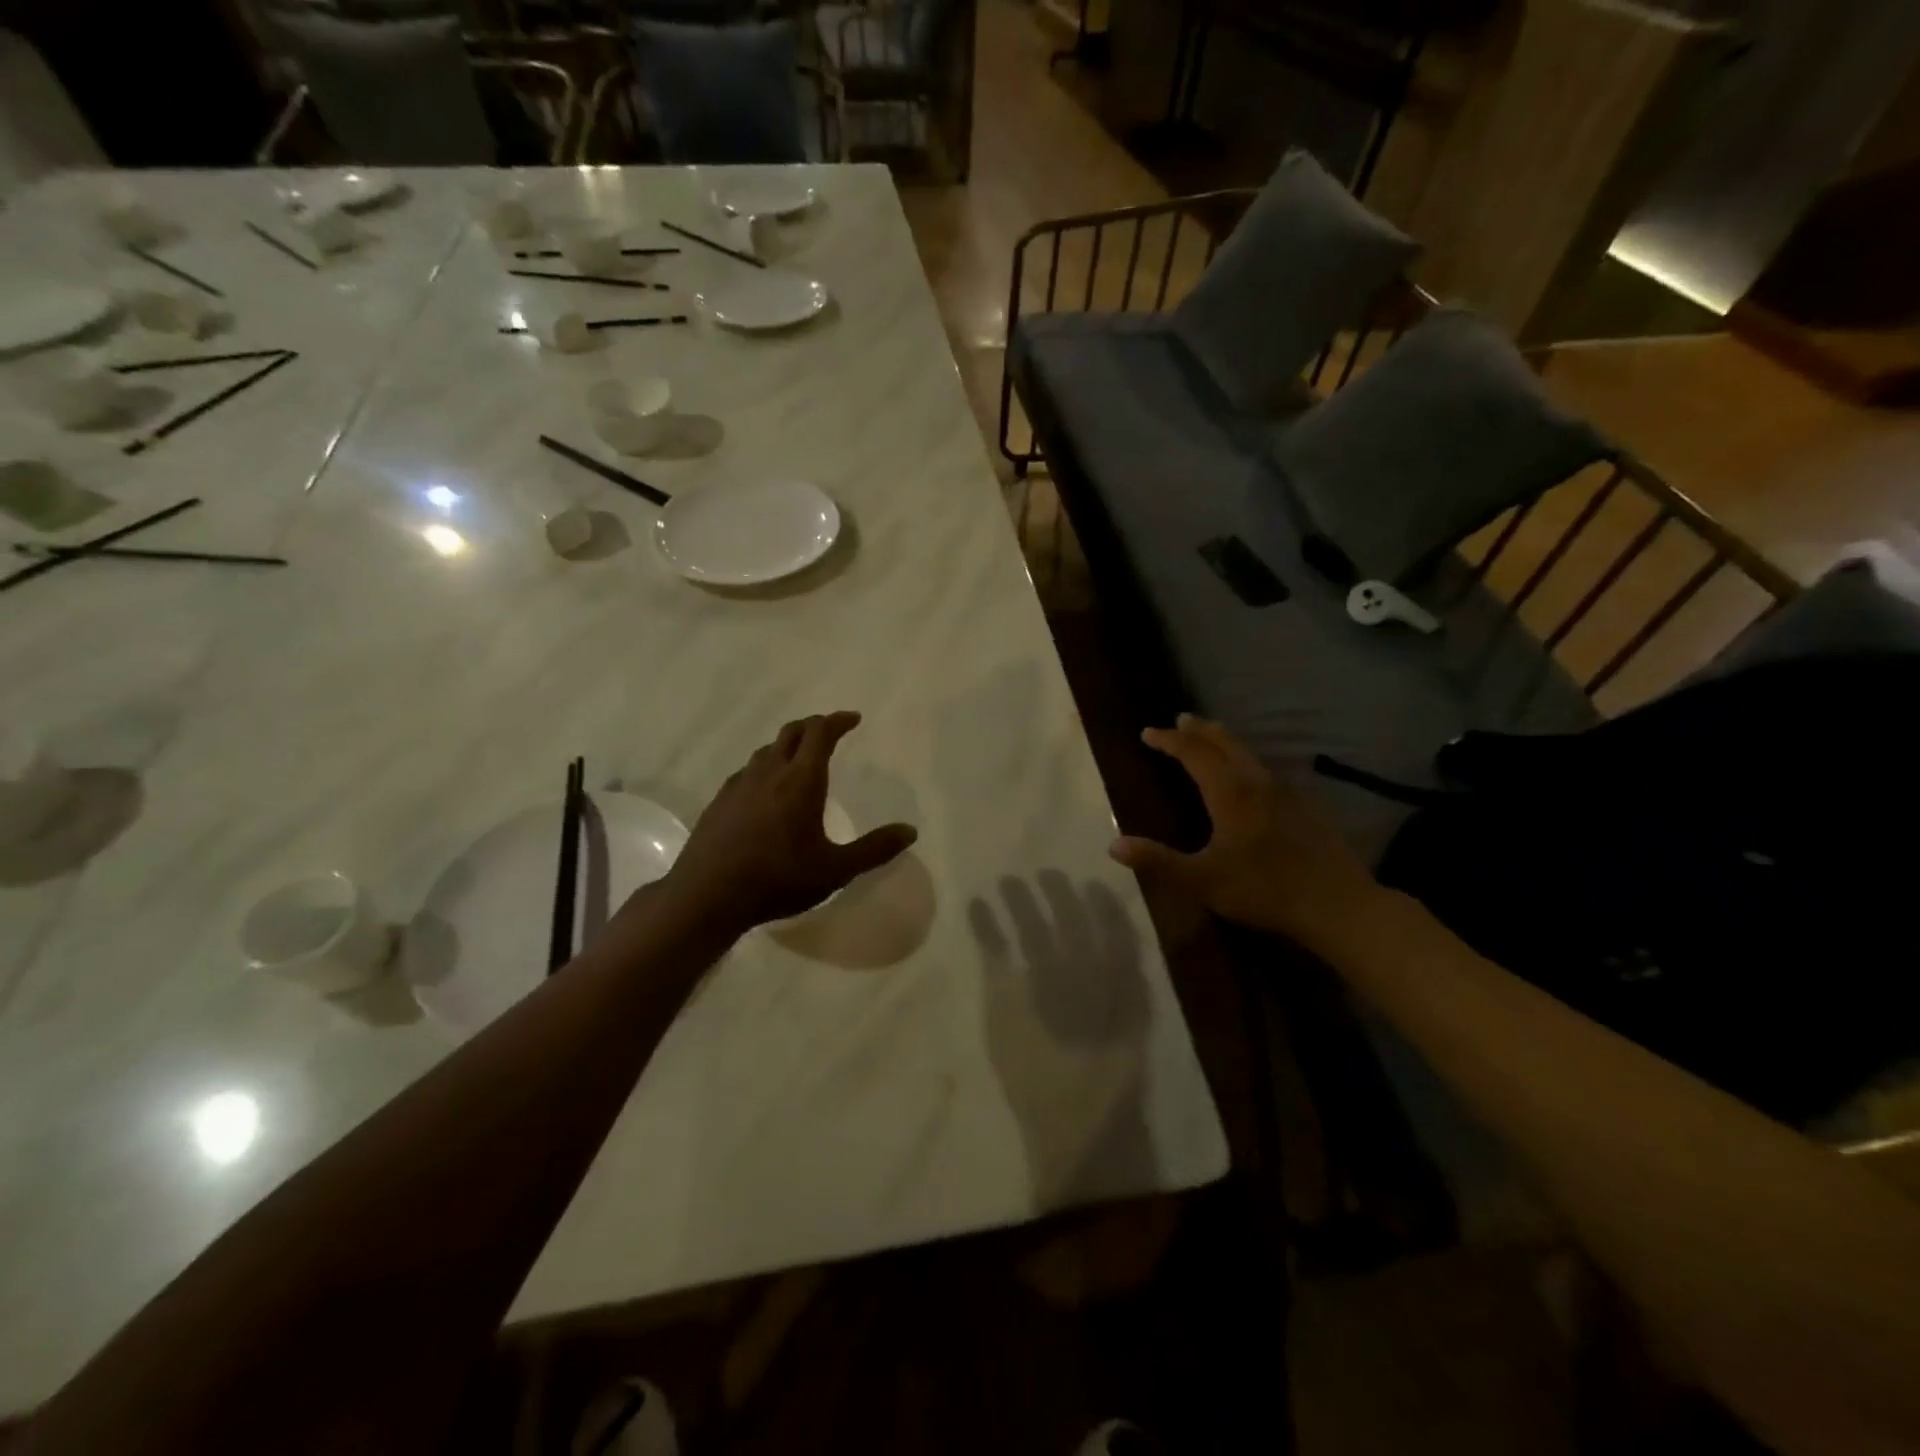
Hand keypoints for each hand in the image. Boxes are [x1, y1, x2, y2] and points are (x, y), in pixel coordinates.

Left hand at [661, 712, 916, 932]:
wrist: (707, 895)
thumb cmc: (779, 879)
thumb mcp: (836, 870)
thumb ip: (874, 849)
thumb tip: (910, 831)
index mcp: (801, 780)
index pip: (821, 733)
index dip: (838, 721)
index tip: (853, 719)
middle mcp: (769, 772)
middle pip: (792, 732)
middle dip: (814, 726)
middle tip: (830, 732)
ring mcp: (739, 784)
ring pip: (766, 750)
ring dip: (787, 746)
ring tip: (800, 759)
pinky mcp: (719, 801)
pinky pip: (747, 771)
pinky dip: (764, 768)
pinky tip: (765, 791)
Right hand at [1109, 714, 1383, 955]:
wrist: (1338, 905)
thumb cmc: (1264, 890)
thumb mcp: (1202, 880)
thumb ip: (1158, 861)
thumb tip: (1114, 845)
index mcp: (1230, 793)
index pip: (1194, 753)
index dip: (1169, 741)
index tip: (1148, 733)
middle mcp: (1258, 782)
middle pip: (1225, 743)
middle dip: (1199, 730)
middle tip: (1181, 720)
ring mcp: (1287, 792)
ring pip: (1249, 754)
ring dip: (1224, 742)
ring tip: (1211, 739)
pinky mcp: (1307, 807)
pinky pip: (1267, 771)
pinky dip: (1247, 762)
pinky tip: (1252, 779)